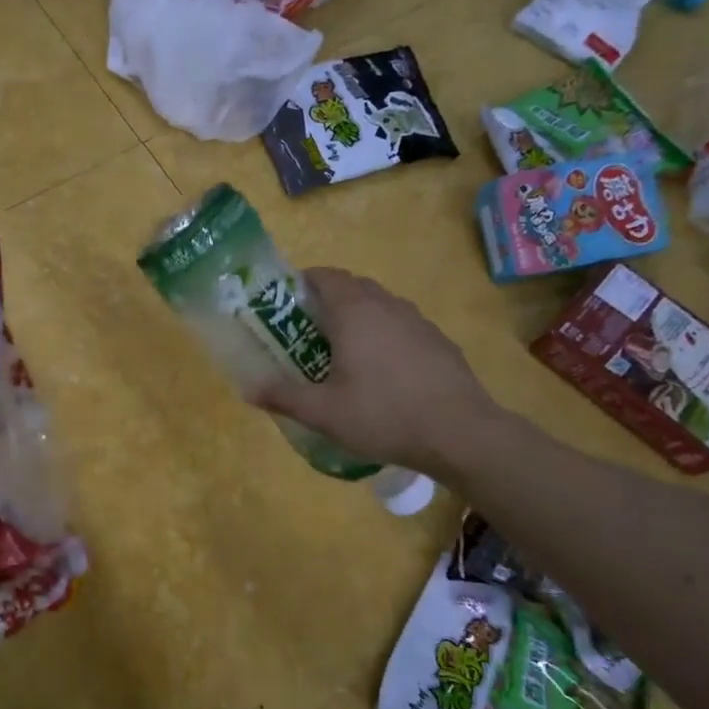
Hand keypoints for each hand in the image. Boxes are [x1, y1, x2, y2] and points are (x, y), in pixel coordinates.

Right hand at [251, 268, 504, 478]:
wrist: (460, 433)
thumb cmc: (383, 414)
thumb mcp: (323, 412)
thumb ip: (283, 396)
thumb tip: (247, 389)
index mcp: (354, 311)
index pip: (324, 276)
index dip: (301, 284)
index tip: (283, 306)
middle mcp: (387, 305)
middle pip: (351, 287)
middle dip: (325, 302)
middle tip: (305, 333)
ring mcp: (417, 321)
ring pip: (379, 306)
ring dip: (357, 319)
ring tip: (340, 354)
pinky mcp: (438, 341)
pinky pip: (401, 327)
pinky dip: (383, 337)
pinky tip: (381, 373)